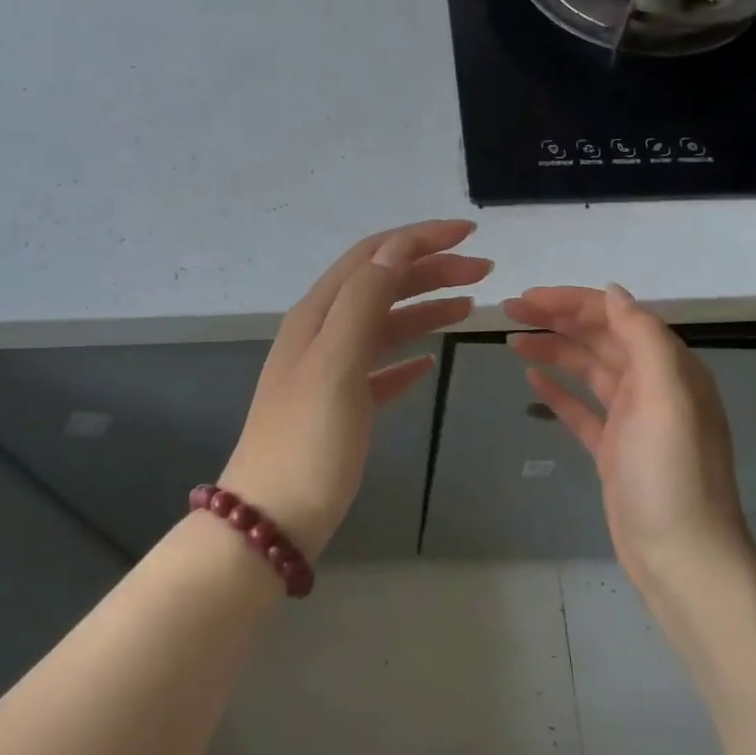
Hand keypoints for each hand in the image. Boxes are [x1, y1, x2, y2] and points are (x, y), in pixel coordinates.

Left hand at [221, 220, 491, 557]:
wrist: (271, 520)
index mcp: (318, 315)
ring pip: (384, 325)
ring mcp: (330, 373)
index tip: (470, 234)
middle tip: (483, 272)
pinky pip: (379, 369)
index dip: (420, 239)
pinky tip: (427, 365)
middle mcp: (322, 334)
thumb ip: (365, 300)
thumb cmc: (308, 441)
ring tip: (469, 307)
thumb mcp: (336, 362)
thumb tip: (397, 249)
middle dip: (431, 270)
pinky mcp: (341, 409)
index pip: (373, 256)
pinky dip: (406, 358)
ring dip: (425, 309)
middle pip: (382, 285)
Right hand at [504, 284, 754, 589]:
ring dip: (553, 351)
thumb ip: (644, 338)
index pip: (616, 317)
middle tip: (510, 310)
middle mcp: (652, 386)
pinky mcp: (613, 449)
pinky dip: (558, 391)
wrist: (681, 556)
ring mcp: (632, 419)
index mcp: (668, 367)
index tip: (528, 298)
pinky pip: (581, 409)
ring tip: (512, 340)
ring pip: (587, 370)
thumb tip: (613, 292)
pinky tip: (531, 379)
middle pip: (599, 339)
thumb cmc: (672, 474)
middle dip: (557, 320)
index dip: (572, 302)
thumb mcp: (666, 397)